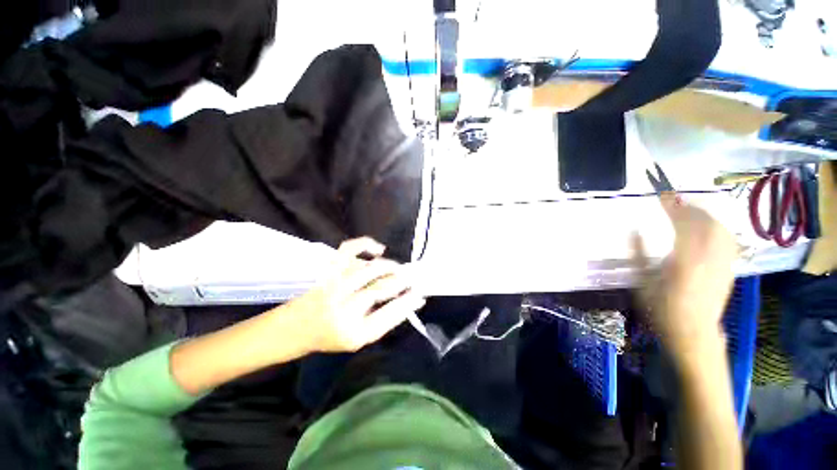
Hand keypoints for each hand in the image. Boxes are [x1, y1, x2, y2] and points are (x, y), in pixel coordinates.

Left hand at [285, 237, 424, 353]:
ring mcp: (334, 286)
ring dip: (389, 266)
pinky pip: (349, 250)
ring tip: (398, 268)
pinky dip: (366, 244)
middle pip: (380, 289)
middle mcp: (343, 309)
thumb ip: (383, 321)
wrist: (295, 328)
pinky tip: (379, 250)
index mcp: (353, 333)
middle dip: (401, 281)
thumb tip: (409, 302)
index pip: (389, 315)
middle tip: (411, 278)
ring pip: (369, 269)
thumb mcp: (359, 339)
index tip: (420, 295)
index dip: (407, 303)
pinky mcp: (328, 272)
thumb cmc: (330, 337)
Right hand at [633, 196, 737, 355]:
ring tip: (688, 210)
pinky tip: (707, 226)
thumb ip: (638, 254)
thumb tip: (633, 230)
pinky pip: (727, 238)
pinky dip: (716, 226)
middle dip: (689, 207)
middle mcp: (709, 258)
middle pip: (706, 222)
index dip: (673, 207)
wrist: (694, 332)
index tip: (662, 196)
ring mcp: (723, 262)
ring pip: (719, 228)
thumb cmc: (661, 309)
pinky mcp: (729, 267)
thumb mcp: (642, 283)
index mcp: (684, 261)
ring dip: (703, 214)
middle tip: (672, 201)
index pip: (683, 224)